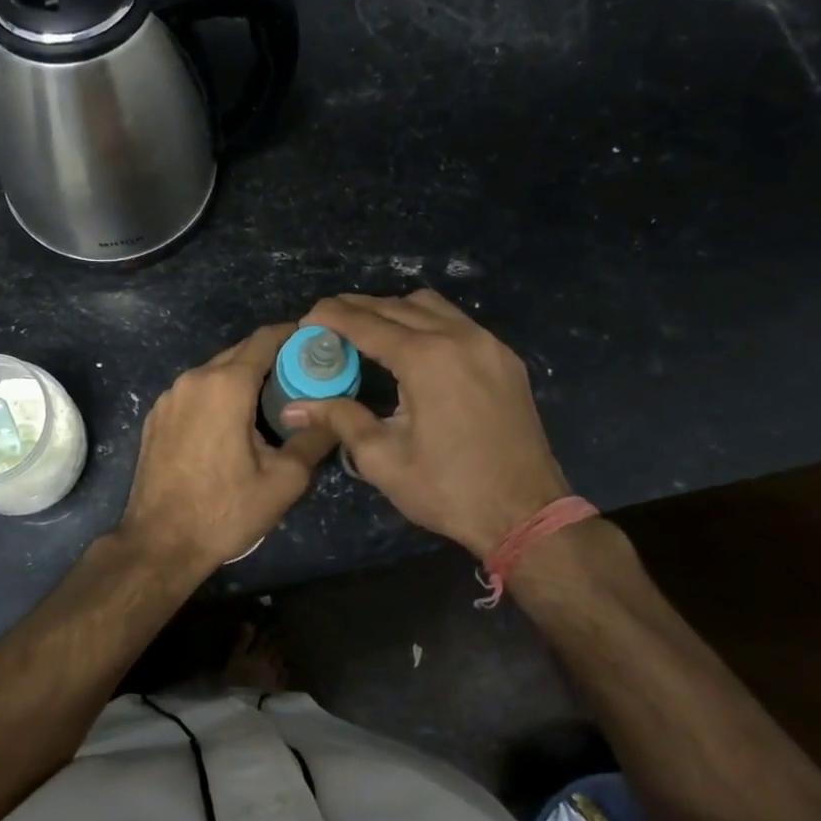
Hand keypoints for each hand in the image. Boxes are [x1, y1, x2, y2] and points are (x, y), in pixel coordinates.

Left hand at [116, 324, 337, 575]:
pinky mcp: (155, 416)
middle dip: (271, 358)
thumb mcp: (284, 480)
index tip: (316, 341)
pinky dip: (216, 396)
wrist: (159, 542)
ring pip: (214, 373)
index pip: (264, 340)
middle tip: (301, 376)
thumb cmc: (225, 510)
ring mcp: (169, 397)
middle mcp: (193, 379)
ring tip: (270, 401)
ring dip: (242, 379)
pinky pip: (194, 392)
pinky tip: (231, 422)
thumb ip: (313, 439)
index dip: (293, 335)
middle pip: (239, 353)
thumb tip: (334, 417)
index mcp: (225, 385)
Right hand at [282, 291, 569, 558]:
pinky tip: (410, 345)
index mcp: (426, 359)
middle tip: (326, 321)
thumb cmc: (449, 490)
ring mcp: (488, 344)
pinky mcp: (505, 358)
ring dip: (393, 310)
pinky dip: (424, 321)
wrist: (528, 515)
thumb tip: (293, 408)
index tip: (306, 318)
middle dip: (356, 309)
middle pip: (396, 306)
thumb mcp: (383, 459)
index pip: (366, 323)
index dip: (331, 316)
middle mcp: (459, 338)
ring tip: (365, 330)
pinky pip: (456, 321)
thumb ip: (339, 419)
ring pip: (430, 306)